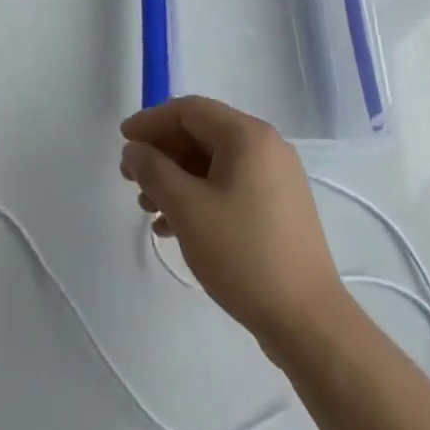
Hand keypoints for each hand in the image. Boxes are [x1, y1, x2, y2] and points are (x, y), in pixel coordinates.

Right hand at [120, 96, 344, 352]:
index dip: (151, 121)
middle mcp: (266, 146)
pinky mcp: (279, 206)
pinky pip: (230, 185)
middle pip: (202, 133)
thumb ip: (153, 171)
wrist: (307, 319)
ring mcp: (276, 177)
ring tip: (148, 209)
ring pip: (213, 162)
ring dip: (177, 178)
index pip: (190, 110)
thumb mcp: (187, 208)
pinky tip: (174, 227)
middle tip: (131, 179)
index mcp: (248, 135)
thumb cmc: (242, 254)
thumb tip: (134, 150)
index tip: (123, 142)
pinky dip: (199, 196)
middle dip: (162, 153)